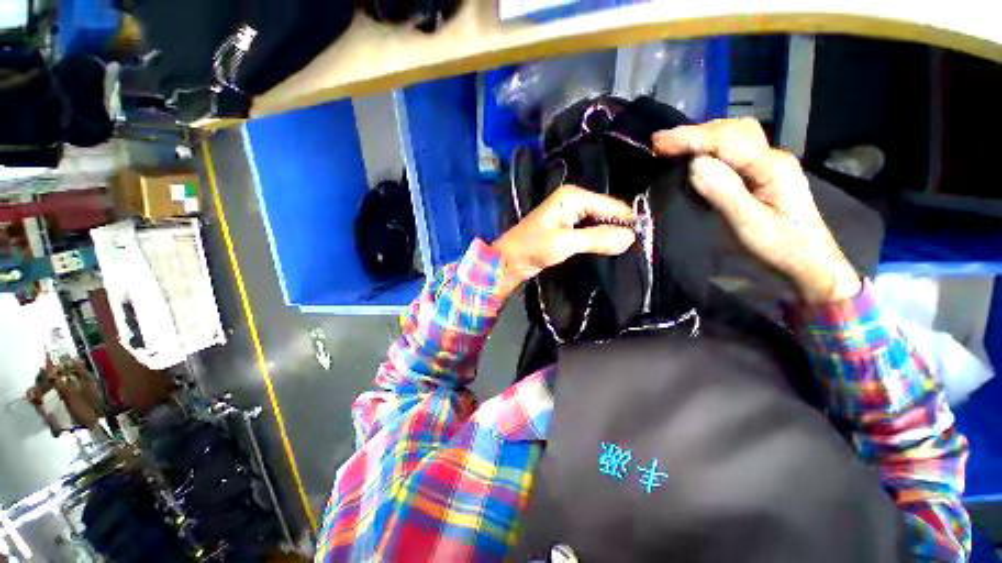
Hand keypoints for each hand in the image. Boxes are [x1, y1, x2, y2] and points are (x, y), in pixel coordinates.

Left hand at [491, 185, 635, 298]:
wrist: (509, 260)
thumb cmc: (533, 248)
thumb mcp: (566, 243)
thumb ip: (598, 238)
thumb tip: (631, 238)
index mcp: (574, 196)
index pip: (612, 206)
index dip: (627, 223)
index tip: (641, 243)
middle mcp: (575, 200)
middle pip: (608, 213)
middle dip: (619, 229)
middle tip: (634, 249)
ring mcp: (571, 214)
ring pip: (600, 223)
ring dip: (610, 236)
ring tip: (624, 251)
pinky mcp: (568, 227)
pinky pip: (591, 231)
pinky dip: (599, 240)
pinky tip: (607, 250)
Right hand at [653, 118, 860, 303]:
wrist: (808, 262)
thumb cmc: (779, 247)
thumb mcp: (749, 225)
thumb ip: (724, 192)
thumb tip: (694, 164)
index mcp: (771, 167)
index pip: (727, 141)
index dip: (691, 138)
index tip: (658, 143)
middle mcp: (772, 157)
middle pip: (732, 130)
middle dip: (695, 132)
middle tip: (661, 143)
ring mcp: (768, 164)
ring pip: (734, 136)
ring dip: (702, 137)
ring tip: (673, 146)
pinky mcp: (762, 174)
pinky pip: (733, 150)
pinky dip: (710, 147)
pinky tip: (696, 156)